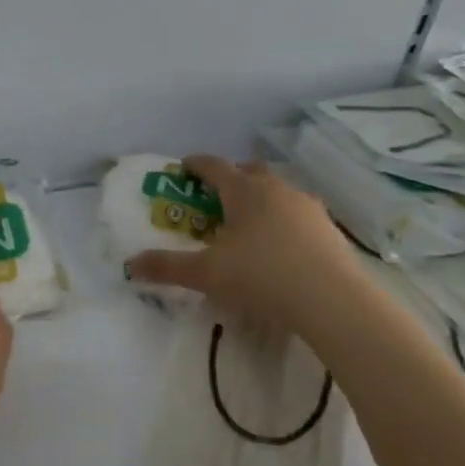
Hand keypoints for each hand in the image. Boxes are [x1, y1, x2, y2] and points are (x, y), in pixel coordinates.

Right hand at [126, 155, 367, 341]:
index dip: (196, 165)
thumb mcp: (206, 274)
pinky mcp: (329, 228)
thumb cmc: (262, 276)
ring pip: (277, 191)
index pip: (214, 166)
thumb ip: (167, 267)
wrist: (333, 301)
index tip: (184, 168)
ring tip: (248, 224)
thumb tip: (131, 264)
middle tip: (215, 198)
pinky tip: (280, 245)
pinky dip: (283, 220)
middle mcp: (276, 188)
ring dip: (260, 199)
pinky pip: (298, 213)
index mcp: (243, 190)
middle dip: (231, 179)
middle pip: (249, 172)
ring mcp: (307, 206)